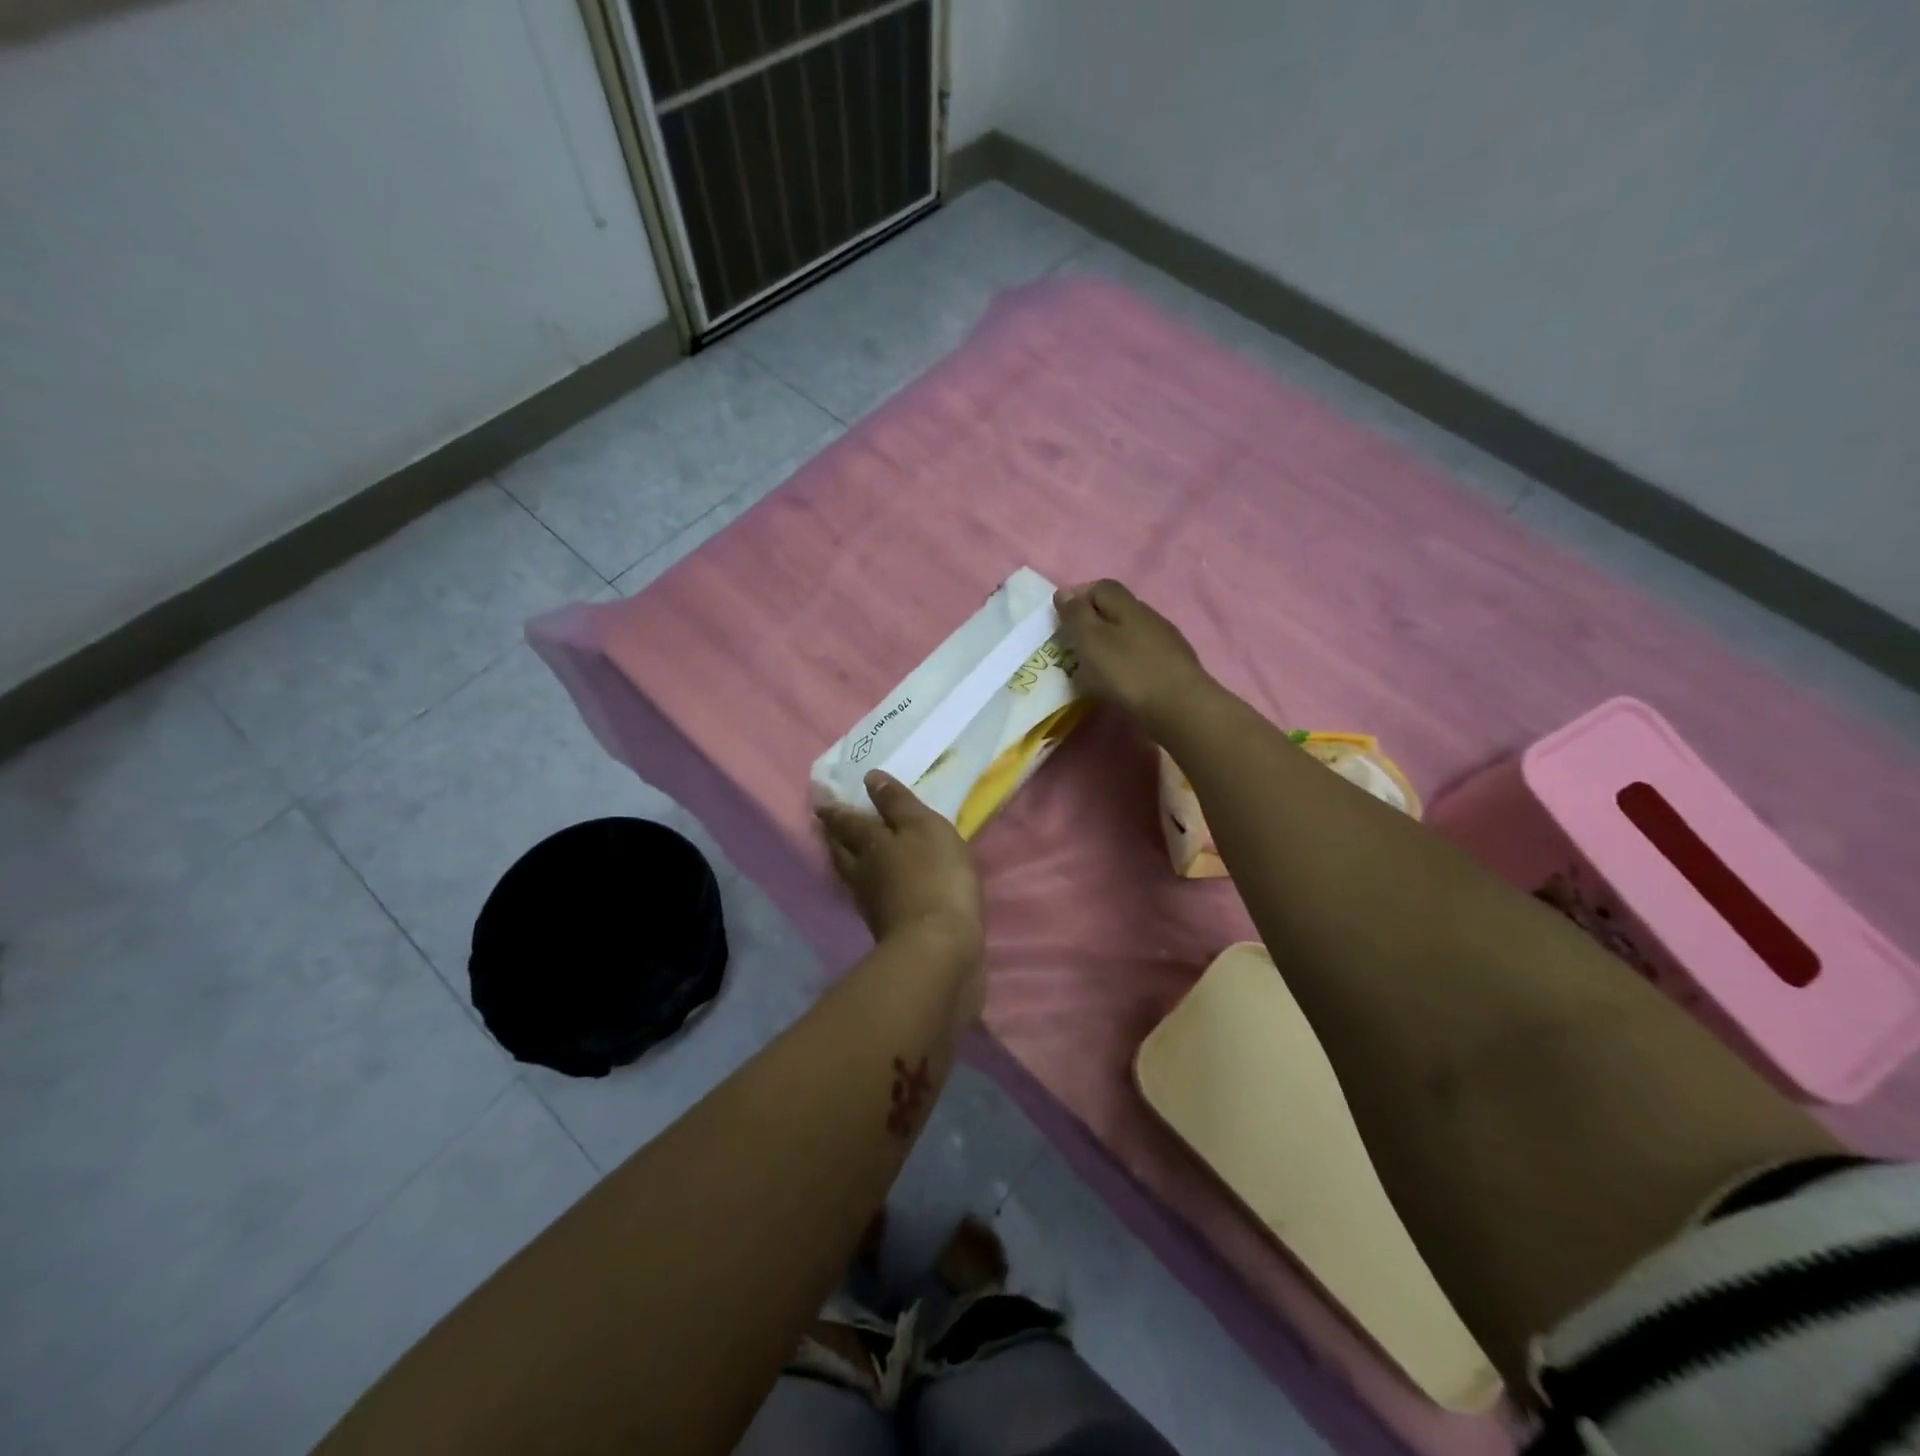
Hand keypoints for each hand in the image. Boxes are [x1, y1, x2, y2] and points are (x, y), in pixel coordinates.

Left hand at [817, 771, 984, 965]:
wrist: (939, 949)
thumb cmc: (934, 877)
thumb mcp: (923, 828)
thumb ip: (897, 804)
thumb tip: (870, 778)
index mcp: (871, 843)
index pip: (847, 821)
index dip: (834, 809)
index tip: (820, 799)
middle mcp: (863, 872)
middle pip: (842, 849)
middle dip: (834, 834)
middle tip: (825, 822)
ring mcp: (872, 904)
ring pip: (851, 874)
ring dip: (846, 860)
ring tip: (845, 850)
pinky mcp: (886, 928)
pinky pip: (869, 897)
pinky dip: (867, 885)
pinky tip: (874, 886)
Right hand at [1055, 580, 1211, 735]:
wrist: (1180, 708)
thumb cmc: (1129, 672)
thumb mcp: (1092, 641)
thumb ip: (1077, 615)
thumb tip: (1064, 592)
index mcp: (1128, 606)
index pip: (1102, 587)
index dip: (1080, 596)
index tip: (1062, 618)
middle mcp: (1149, 617)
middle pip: (1118, 609)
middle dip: (1094, 621)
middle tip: (1074, 644)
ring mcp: (1166, 641)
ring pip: (1131, 633)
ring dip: (1111, 643)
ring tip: (1094, 666)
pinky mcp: (1174, 666)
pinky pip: (1143, 655)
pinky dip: (1126, 662)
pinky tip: (1120, 681)